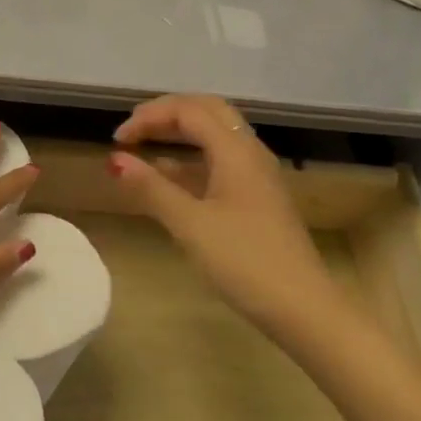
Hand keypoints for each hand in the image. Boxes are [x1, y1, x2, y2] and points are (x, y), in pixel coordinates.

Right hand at [112, 93, 333, 335]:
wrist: (304, 309)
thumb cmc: (244, 262)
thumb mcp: (190, 225)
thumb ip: (151, 188)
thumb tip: (115, 159)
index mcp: (235, 150)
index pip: (187, 111)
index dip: (149, 117)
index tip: (117, 140)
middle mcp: (250, 152)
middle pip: (207, 111)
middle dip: (167, 113)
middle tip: (134, 129)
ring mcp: (258, 175)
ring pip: (217, 134)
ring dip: (181, 132)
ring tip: (146, 145)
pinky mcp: (259, 197)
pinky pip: (222, 159)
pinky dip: (193, 157)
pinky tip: (171, 176)